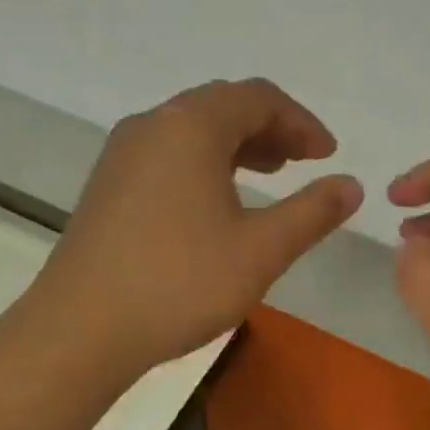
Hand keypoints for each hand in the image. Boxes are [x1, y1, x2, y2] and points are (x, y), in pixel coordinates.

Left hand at [34, 79, 361, 374]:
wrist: (79, 331)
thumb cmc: (178, 283)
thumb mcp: (260, 250)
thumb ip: (312, 212)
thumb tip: (351, 185)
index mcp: (190, 127)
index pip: (258, 98)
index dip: (301, 122)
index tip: (328, 156)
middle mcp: (152, 125)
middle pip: (223, 105)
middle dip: (271, 127)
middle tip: (304, 161)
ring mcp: (123, 153)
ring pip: (193, 128)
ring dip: (238, 143)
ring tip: (270, 174)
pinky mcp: (108, 183)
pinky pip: (168, 151)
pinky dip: (205, 160)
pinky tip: (218, 199)